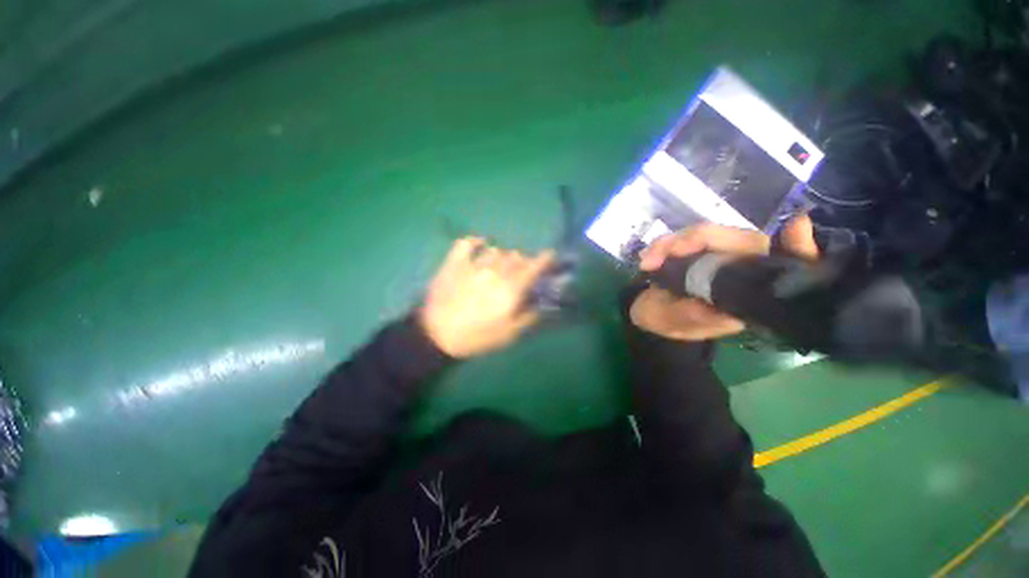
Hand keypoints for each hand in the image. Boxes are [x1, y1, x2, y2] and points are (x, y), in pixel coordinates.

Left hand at [419, 238, 555, 357]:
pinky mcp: (454, 262)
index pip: (533, 267)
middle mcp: (495, 272)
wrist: (437, 335)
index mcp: (510, 289)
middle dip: (522, 263)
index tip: (550, 255)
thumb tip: (541, 304)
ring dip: (502, 257)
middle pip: (516, 257)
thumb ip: (528, 317)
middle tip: (519, 273)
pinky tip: (480, 245)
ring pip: (496, 251)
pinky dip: (476, 242)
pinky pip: (467, 243)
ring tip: (498, 266)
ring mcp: (473, 265)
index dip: (544, 259)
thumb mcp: (508, 335)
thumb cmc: (476, 337)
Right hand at [630, 215, 819, 341]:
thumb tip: (715, 306)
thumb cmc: (665, 322)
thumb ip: (694, 317)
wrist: (648, 314)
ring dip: (670, 244)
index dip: (795, 248)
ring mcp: (717, 257)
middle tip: (657, 256)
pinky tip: (646, 259)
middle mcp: (739, 271)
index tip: (797, 226)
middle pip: (736, 239)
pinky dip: (663, 245)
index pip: (780, 267)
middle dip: (694, 240)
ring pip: (706, 234)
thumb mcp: (677, 324)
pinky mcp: (697, 250)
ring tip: (645, 262)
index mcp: (746, 294)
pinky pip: (684, 238)